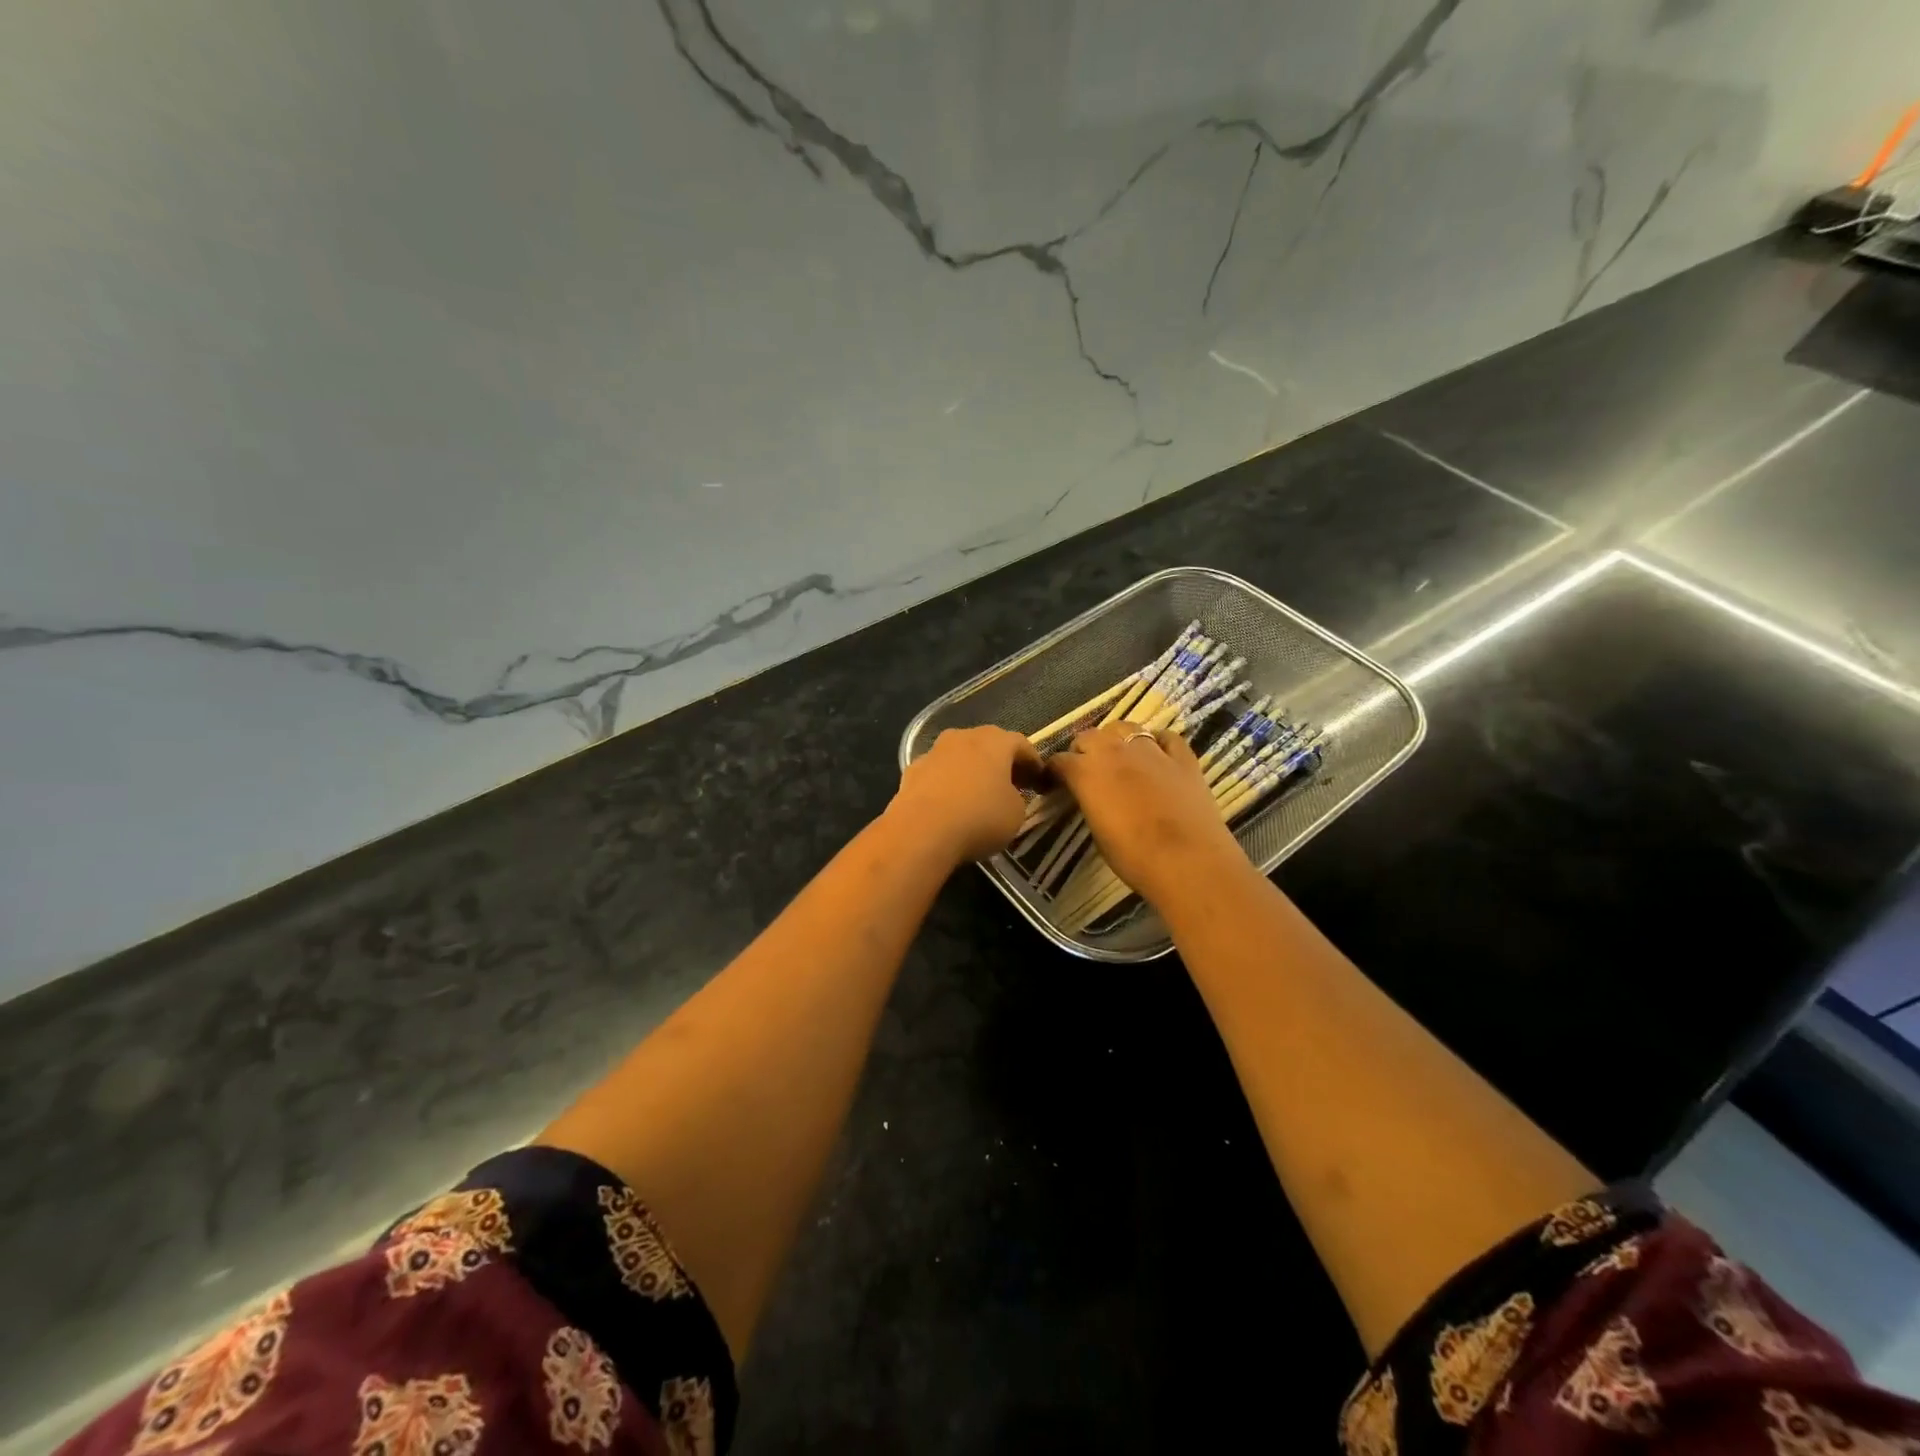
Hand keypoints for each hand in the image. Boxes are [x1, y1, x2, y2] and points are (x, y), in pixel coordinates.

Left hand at [889, 726, 1043, 865]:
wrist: (921, 830)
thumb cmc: (980, 817)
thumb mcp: (1016, 813)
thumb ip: (1016, 798)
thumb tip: (1006, 795)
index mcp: (996, 741)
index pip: (1022, 745)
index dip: (1033, 763)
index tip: (1040, 782)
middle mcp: (964, 736)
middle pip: (988, 744)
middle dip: (1001, 763)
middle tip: (1011, 785)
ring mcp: (934, 751)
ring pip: (960, 756)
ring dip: (971, 771)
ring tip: (978, 795)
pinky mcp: (911, 770)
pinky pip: (939, 773)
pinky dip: (948, 784)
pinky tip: (950, 804)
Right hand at [1046, 724, 1245, 907]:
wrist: (1188, 862)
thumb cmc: (1134, 857)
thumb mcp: (1097, 832)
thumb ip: (1090, 803)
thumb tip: (1091, 797)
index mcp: (1087, 772)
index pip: (1059, 761)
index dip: (1055, 772)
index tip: (1055, 784)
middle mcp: (1115, 751)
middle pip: (1089, 736)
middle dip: (1083, 751)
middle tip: (1087, 772)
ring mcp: (1152, 750)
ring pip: (1125, 727)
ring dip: (1116, 740)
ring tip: (1119, 758)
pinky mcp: (1183, 758)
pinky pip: (1166, 737)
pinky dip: (1157, 742)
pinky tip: (1157, 755)